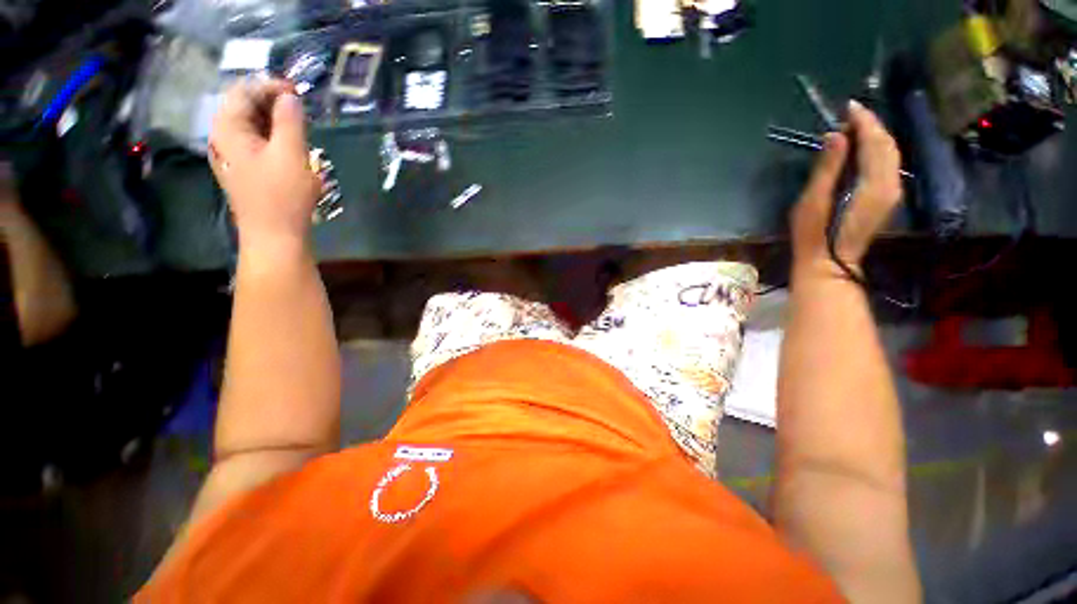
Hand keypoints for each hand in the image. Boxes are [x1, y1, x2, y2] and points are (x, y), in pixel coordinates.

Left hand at [209, 78, 319, 250]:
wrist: (275, 237)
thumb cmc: (282, 196)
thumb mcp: (290, 154)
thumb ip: (289, 121)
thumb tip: (290, 97)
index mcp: (228, 129)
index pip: (243, 91)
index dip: (270, 86)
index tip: (298, 92)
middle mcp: (224, 137)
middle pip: (245, 106)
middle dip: (274, 103)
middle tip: (302, 111)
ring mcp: (233, 155)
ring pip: (253, 125)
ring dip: (277, 121)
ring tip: (301, 128)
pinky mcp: (245, 170)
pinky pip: (258, 143)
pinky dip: (275, 138)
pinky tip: (292, 147)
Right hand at [791, 100, 902, 273]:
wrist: (830, 264)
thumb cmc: (814, 235)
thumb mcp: (813, 202)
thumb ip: (827, 168)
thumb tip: (836, 134)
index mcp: (874, 184)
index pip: (875, 142)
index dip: (864, 121)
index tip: (848, 106)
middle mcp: (891, 184)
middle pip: (887, 145)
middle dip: (871, 125)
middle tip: (850, 114)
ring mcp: (891, 192)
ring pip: (891, 154)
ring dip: (875, 136)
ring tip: (855, 127)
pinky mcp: (886, 198)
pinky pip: (888, 165)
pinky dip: (877, 150)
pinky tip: (862, 148)